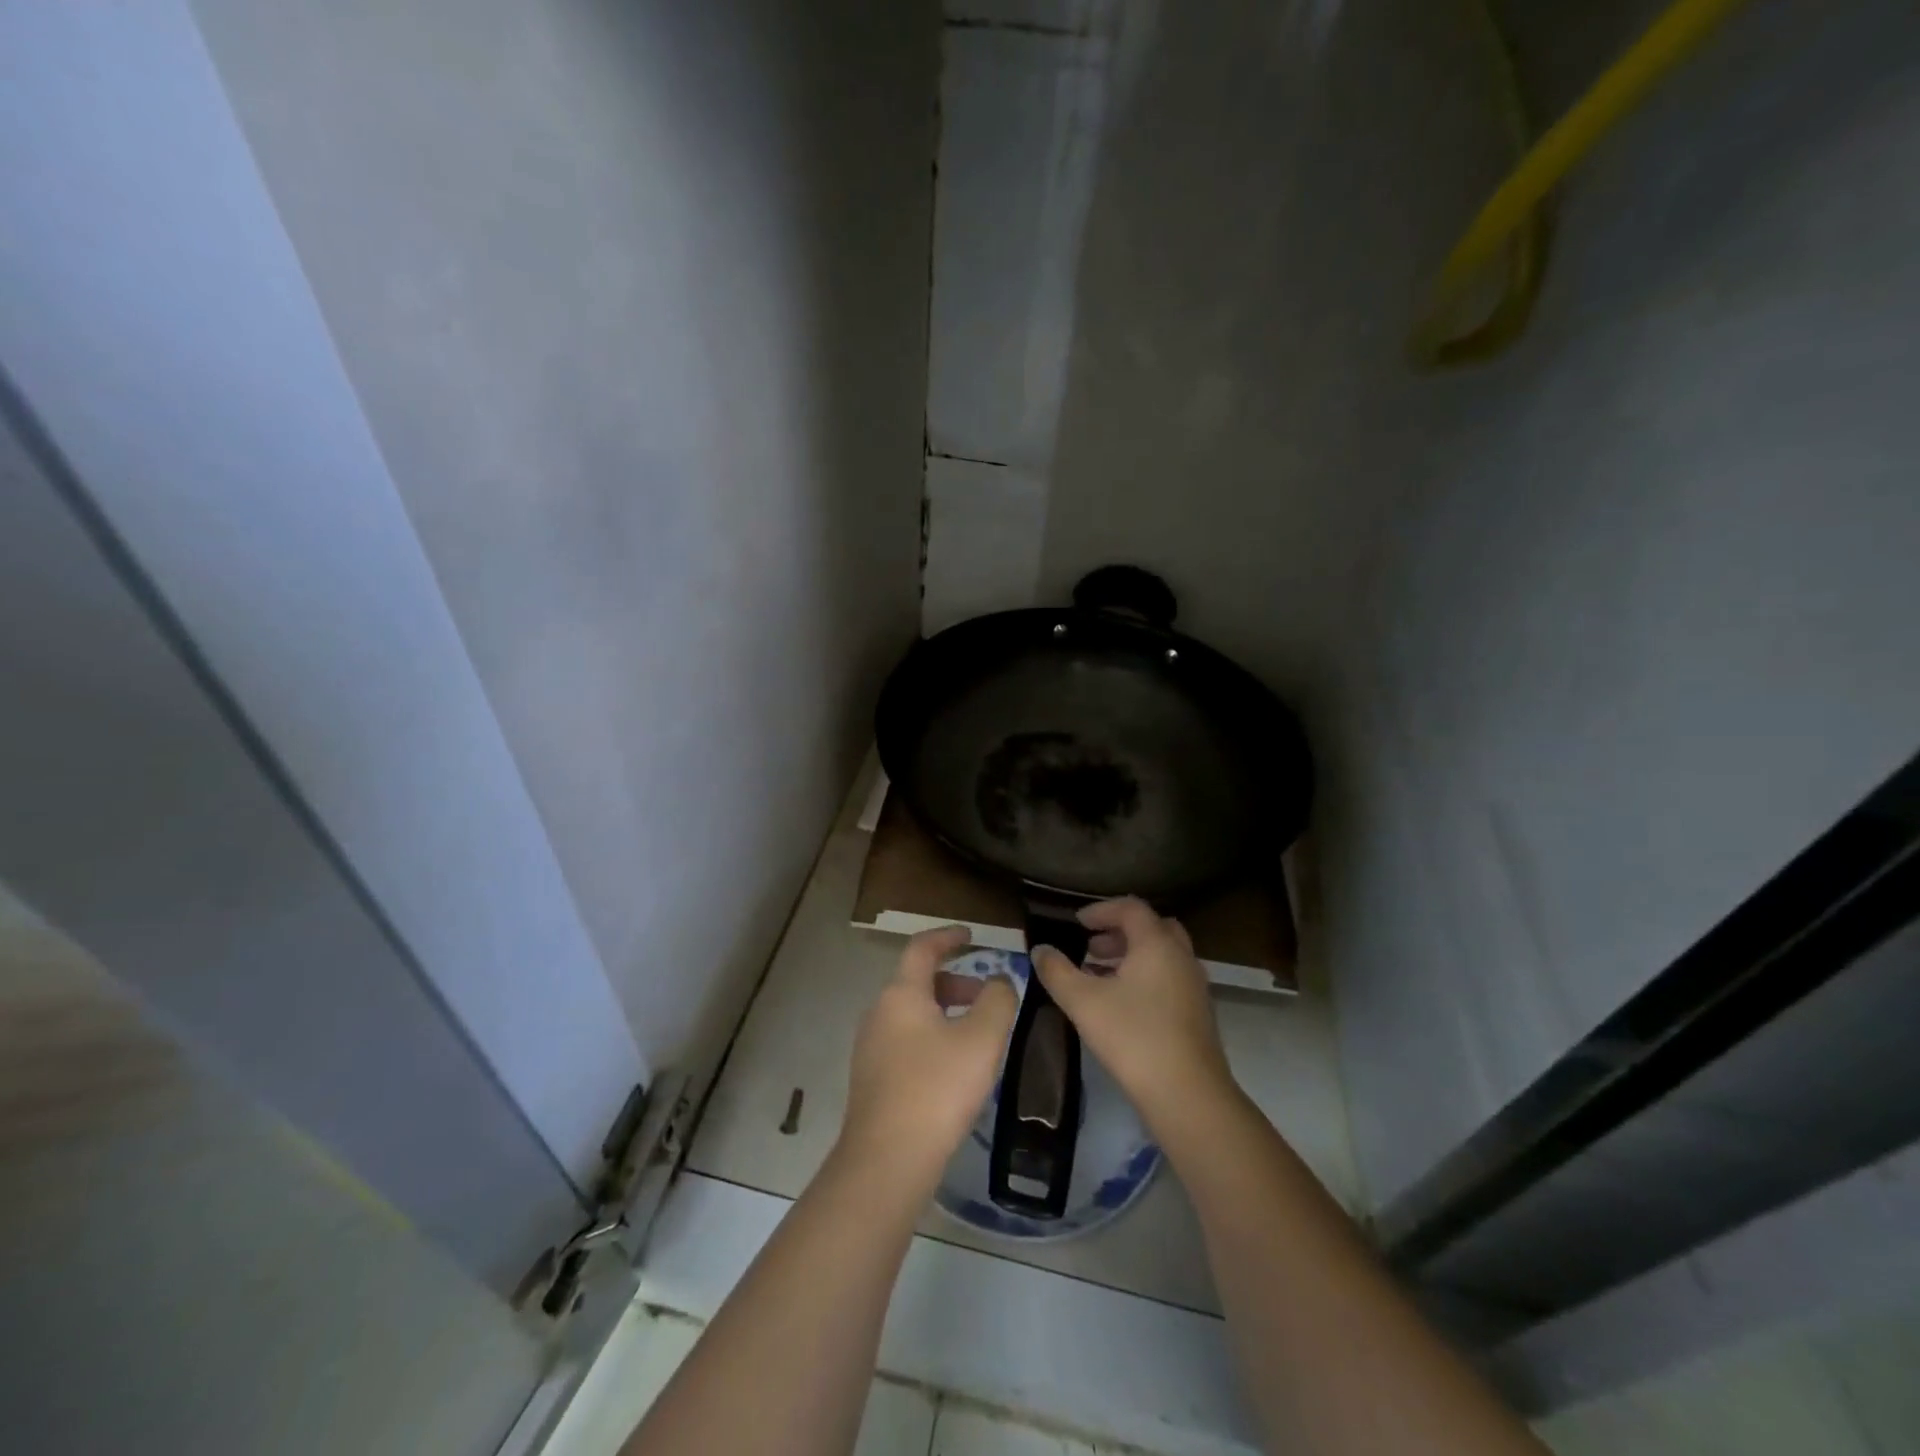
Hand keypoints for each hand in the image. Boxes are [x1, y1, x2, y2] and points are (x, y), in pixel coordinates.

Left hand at [839, 926, 1018, 1184]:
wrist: (887, 1161)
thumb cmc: (938, 1089)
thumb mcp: (982, 1039)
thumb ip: (997, 1000)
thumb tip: (999, 981)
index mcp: (901, 994)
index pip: (922, 947)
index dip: (948, 936)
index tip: (971, 935)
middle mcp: (879, 1012)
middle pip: (917, 981)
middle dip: (954, 981)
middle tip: (986, 995)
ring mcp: (870, 1047)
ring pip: (911, 1013)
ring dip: (944, 1011)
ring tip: (977, 1034)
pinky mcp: (871, 1078)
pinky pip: (905, 1040)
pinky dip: (931, 1036)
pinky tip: (953, 1067)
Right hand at [1031, 898, 1233, 1123]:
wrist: (1188, 1095)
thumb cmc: (1133, 1037)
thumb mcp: (1083, 1002)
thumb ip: (1057, 971)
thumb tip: (1040, 950)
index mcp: (1157, 944)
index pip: (1131, 908)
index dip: (1101, 910)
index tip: (1077, 923)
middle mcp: (1181, 956)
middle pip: (1152, 927)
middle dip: (1119, 932)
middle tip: (1091, 947)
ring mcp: (1194, 985)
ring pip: (1162, 955)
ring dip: (1132, 956)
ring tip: (1099, 976)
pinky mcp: (1198, 1013)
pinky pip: (1169, 978)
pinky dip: (1145, 977)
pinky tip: (1121, 1005)